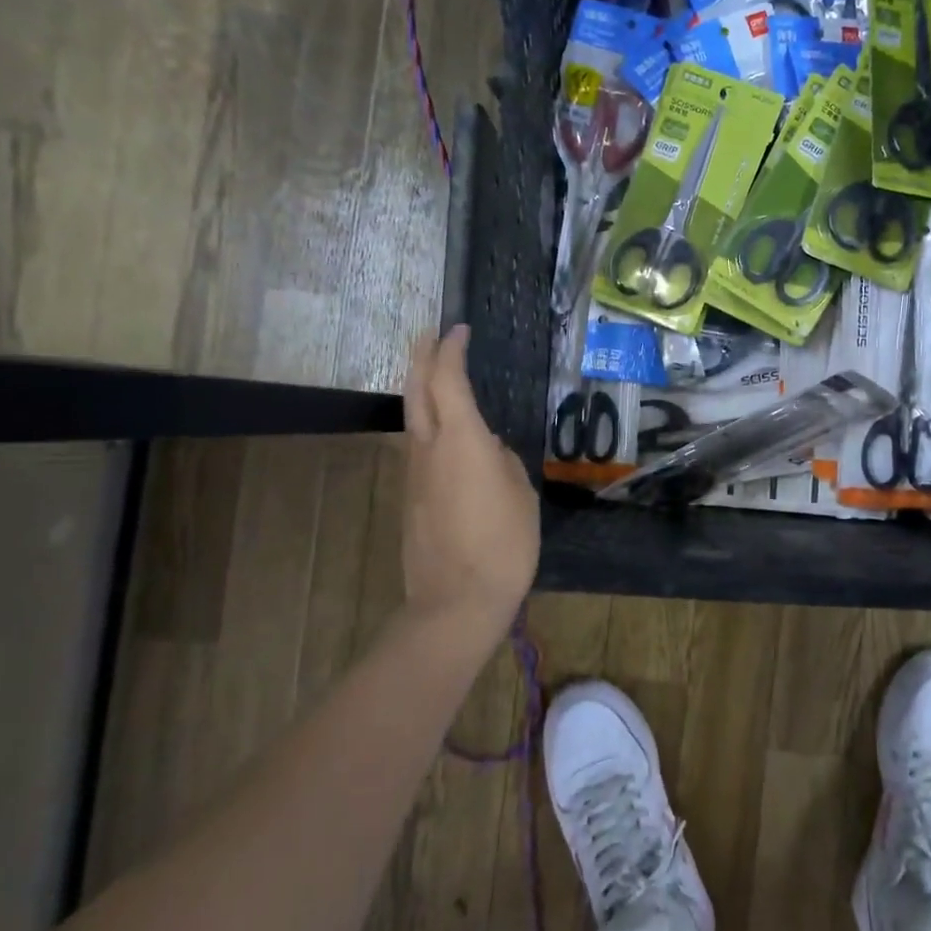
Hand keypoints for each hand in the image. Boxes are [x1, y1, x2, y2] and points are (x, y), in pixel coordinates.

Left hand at [401, 326, 539, 642]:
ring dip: (421, 388)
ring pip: (412, 417)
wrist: (456, 601)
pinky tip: (446, 432)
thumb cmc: (503, 544)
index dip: (451, 349)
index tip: (459, 329)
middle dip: (422, 356)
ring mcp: (414, 473)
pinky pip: (417, 446)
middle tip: (431, 335)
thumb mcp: (520, 495)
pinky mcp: (410, 496)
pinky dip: (427, 424)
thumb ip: (502, 462)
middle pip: (416, 389)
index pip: (448, 379)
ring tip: (437, 374)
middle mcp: (429, 447)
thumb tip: (487, 450)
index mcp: (462, 440)